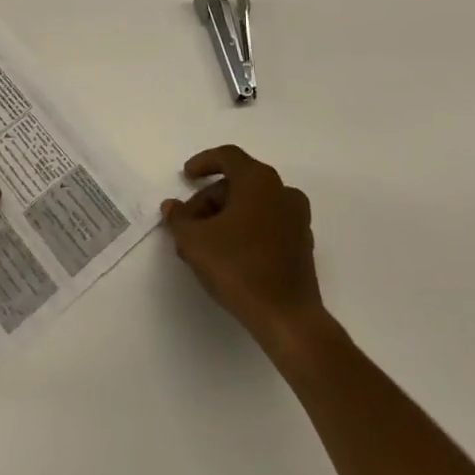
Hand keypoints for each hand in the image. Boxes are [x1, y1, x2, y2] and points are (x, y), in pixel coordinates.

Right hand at [161, 146, 326, 357]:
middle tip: (189, 222)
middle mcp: (282, 192)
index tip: (186, 177)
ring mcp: (297, 219)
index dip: (203, 162)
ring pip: (253, 204)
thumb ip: (179, 219)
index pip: (228, 157)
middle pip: (239, 182)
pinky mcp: (302, 244)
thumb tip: (172, 207)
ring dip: (226, 215)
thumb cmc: (238, 267)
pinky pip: (268, 223)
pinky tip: (228, 254)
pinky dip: (246, 228)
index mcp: (258, 181)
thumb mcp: (194, 241)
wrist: (288, 318)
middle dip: (210, 198)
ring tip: (204, 242)